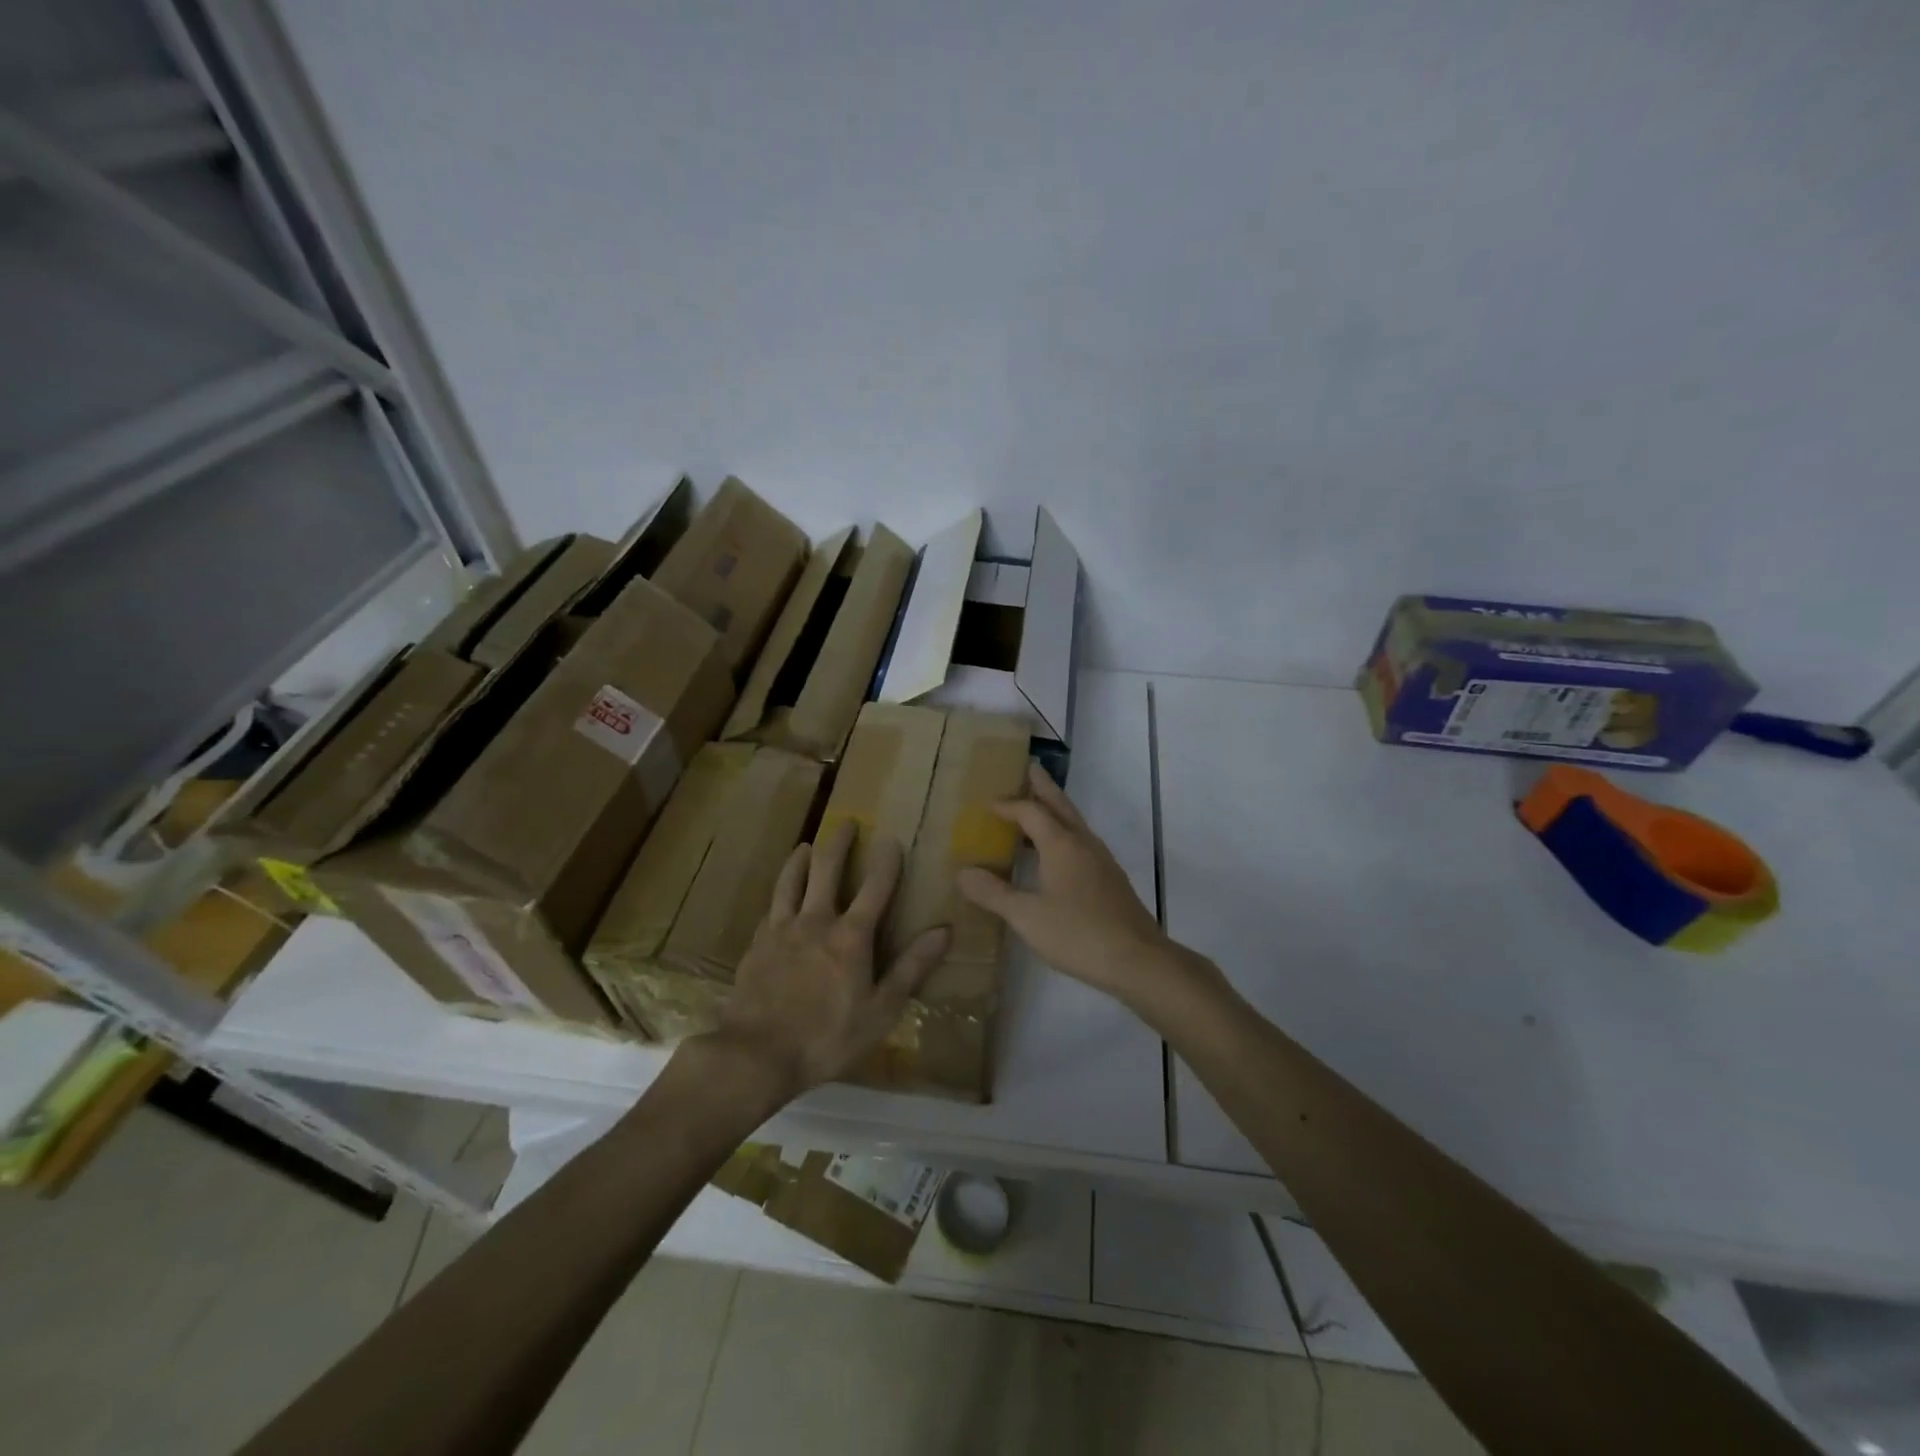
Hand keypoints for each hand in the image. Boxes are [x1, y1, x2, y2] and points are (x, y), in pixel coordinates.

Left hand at [707, 819, 949, 1095]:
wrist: (757, 1053)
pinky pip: (770, 908)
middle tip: (845, 823)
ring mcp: (781, 930)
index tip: (892, 838)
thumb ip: (911, 967)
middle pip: (826, 870)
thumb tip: (944, 931)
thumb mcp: (881, 1010)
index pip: (875, 887)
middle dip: (838, 844)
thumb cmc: (828, 1036)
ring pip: (790, 881)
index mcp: (851, 936)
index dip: (886, 861)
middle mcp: (815, 921)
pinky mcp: (756, 945)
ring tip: (805, 846)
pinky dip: (779, 894)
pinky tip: (779, 897)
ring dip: (800, 859)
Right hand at [957, 763, 1190, 1009]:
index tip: (988, 804)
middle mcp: (1084, 844)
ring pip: (1075, 823)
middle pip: (1061, 805)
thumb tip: (962, 872)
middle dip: (1044, 787)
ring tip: (1040, 807)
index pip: (1031, 812)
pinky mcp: (1111, 880)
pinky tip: (1059, 855)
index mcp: (1062, 845)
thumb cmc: (1078, 934)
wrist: (1138, 960)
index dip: (1009, 806)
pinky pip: (1083, 843)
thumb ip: (994, 893)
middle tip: (1030, 768)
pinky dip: (1065, 834)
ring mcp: (1102, 861)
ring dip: (1056, 810)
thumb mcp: (1027, 916)